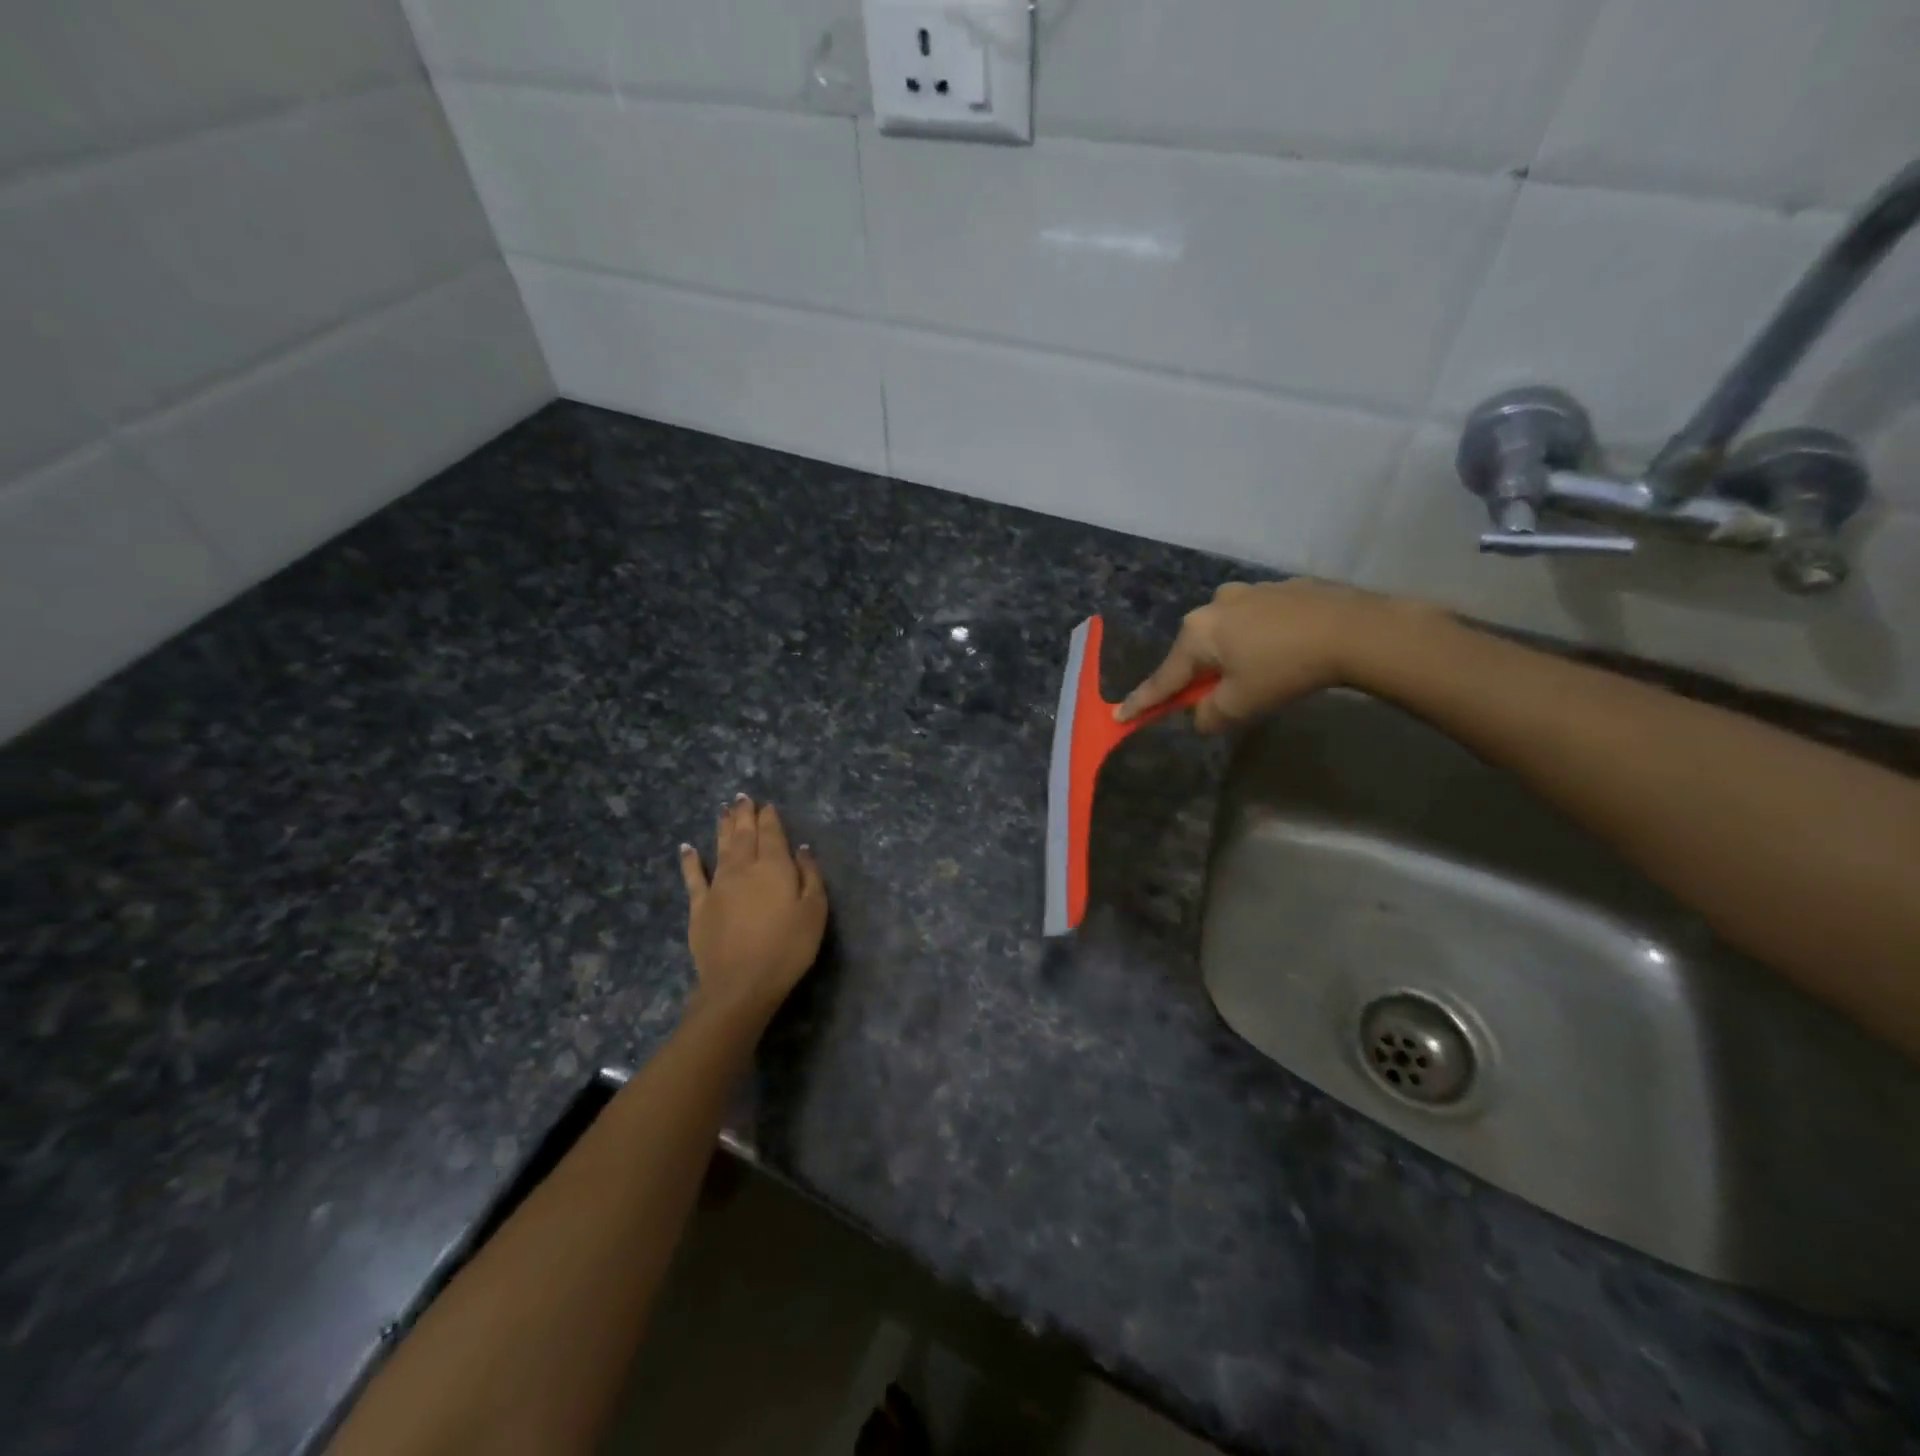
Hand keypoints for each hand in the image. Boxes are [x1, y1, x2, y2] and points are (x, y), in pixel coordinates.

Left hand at [679, 796, 827, 1021]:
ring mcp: (718, 886)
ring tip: (724, 809)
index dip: (769, 818)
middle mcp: (744, 868)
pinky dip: (690, 860)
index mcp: (774, 867)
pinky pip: (694, 877)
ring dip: (723, 827)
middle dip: (744, 815)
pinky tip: (687, 847)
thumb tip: (801, 849)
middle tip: (742, 797)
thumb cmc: (787, 947)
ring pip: (721, 848)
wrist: (741, 983)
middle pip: (744, 835)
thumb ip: (809, 876)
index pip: (772, 834)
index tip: (767, 805)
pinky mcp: (700, 907)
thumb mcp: (814, 911)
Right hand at [1117, 580, 1436, 733]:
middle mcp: (1214, 605)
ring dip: (1230, 653)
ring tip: (1259, 671)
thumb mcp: (1241, 704)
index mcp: (1197, 634)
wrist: (1353, 629)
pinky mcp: (1280, 588)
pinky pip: (1255, 619)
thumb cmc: (1285, 669)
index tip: (1119, 715)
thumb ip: (1209, 715)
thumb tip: (1200, 716)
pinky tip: (1283, 649)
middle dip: (1199, 675)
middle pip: (1195, 651)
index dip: (1143, 702)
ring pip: (1225, 632)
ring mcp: (1248, 591)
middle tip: (1215, 697)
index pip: (1164, 678)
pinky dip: (1258, 637)